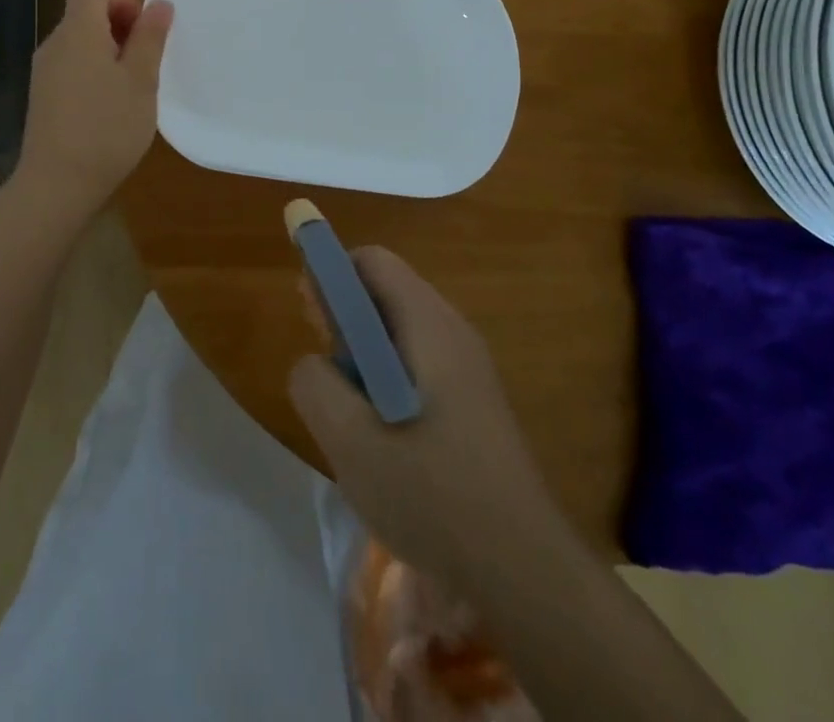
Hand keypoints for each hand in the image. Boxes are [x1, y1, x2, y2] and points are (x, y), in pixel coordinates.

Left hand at [14, 0, 172, 219]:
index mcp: (77, 31)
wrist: (56, 185)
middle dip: (120, 30)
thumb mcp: (141, 81)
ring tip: (131, 92)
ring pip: (80, 44)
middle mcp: (54, 44)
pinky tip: (109, 111)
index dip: (122, 0)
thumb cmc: (107, 128)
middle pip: (85, 14)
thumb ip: (150, 38)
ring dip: (109, 55)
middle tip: (144, 66)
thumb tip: (160, 4)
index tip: (143, 35)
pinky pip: (71, 68)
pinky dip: (93, 75)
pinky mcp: (42, 98)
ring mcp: (43, 72)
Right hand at [290, 248, 567, 591]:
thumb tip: (312, 364)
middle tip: (320, 366)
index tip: (308, 314)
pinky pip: (419, 367)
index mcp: (429, 324)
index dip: (331, 274)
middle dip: (344, 317)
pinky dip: (387, 381)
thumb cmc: (433, 495)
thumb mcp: (351, 441)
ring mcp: (470, 369)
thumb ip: (315, 385)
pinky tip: (379, 434)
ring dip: (363, 355)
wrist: (525, 571)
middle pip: (387, 294)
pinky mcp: (475, 404)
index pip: (372, 262)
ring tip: (344, 407)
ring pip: (401, 335)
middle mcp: (454, 332)